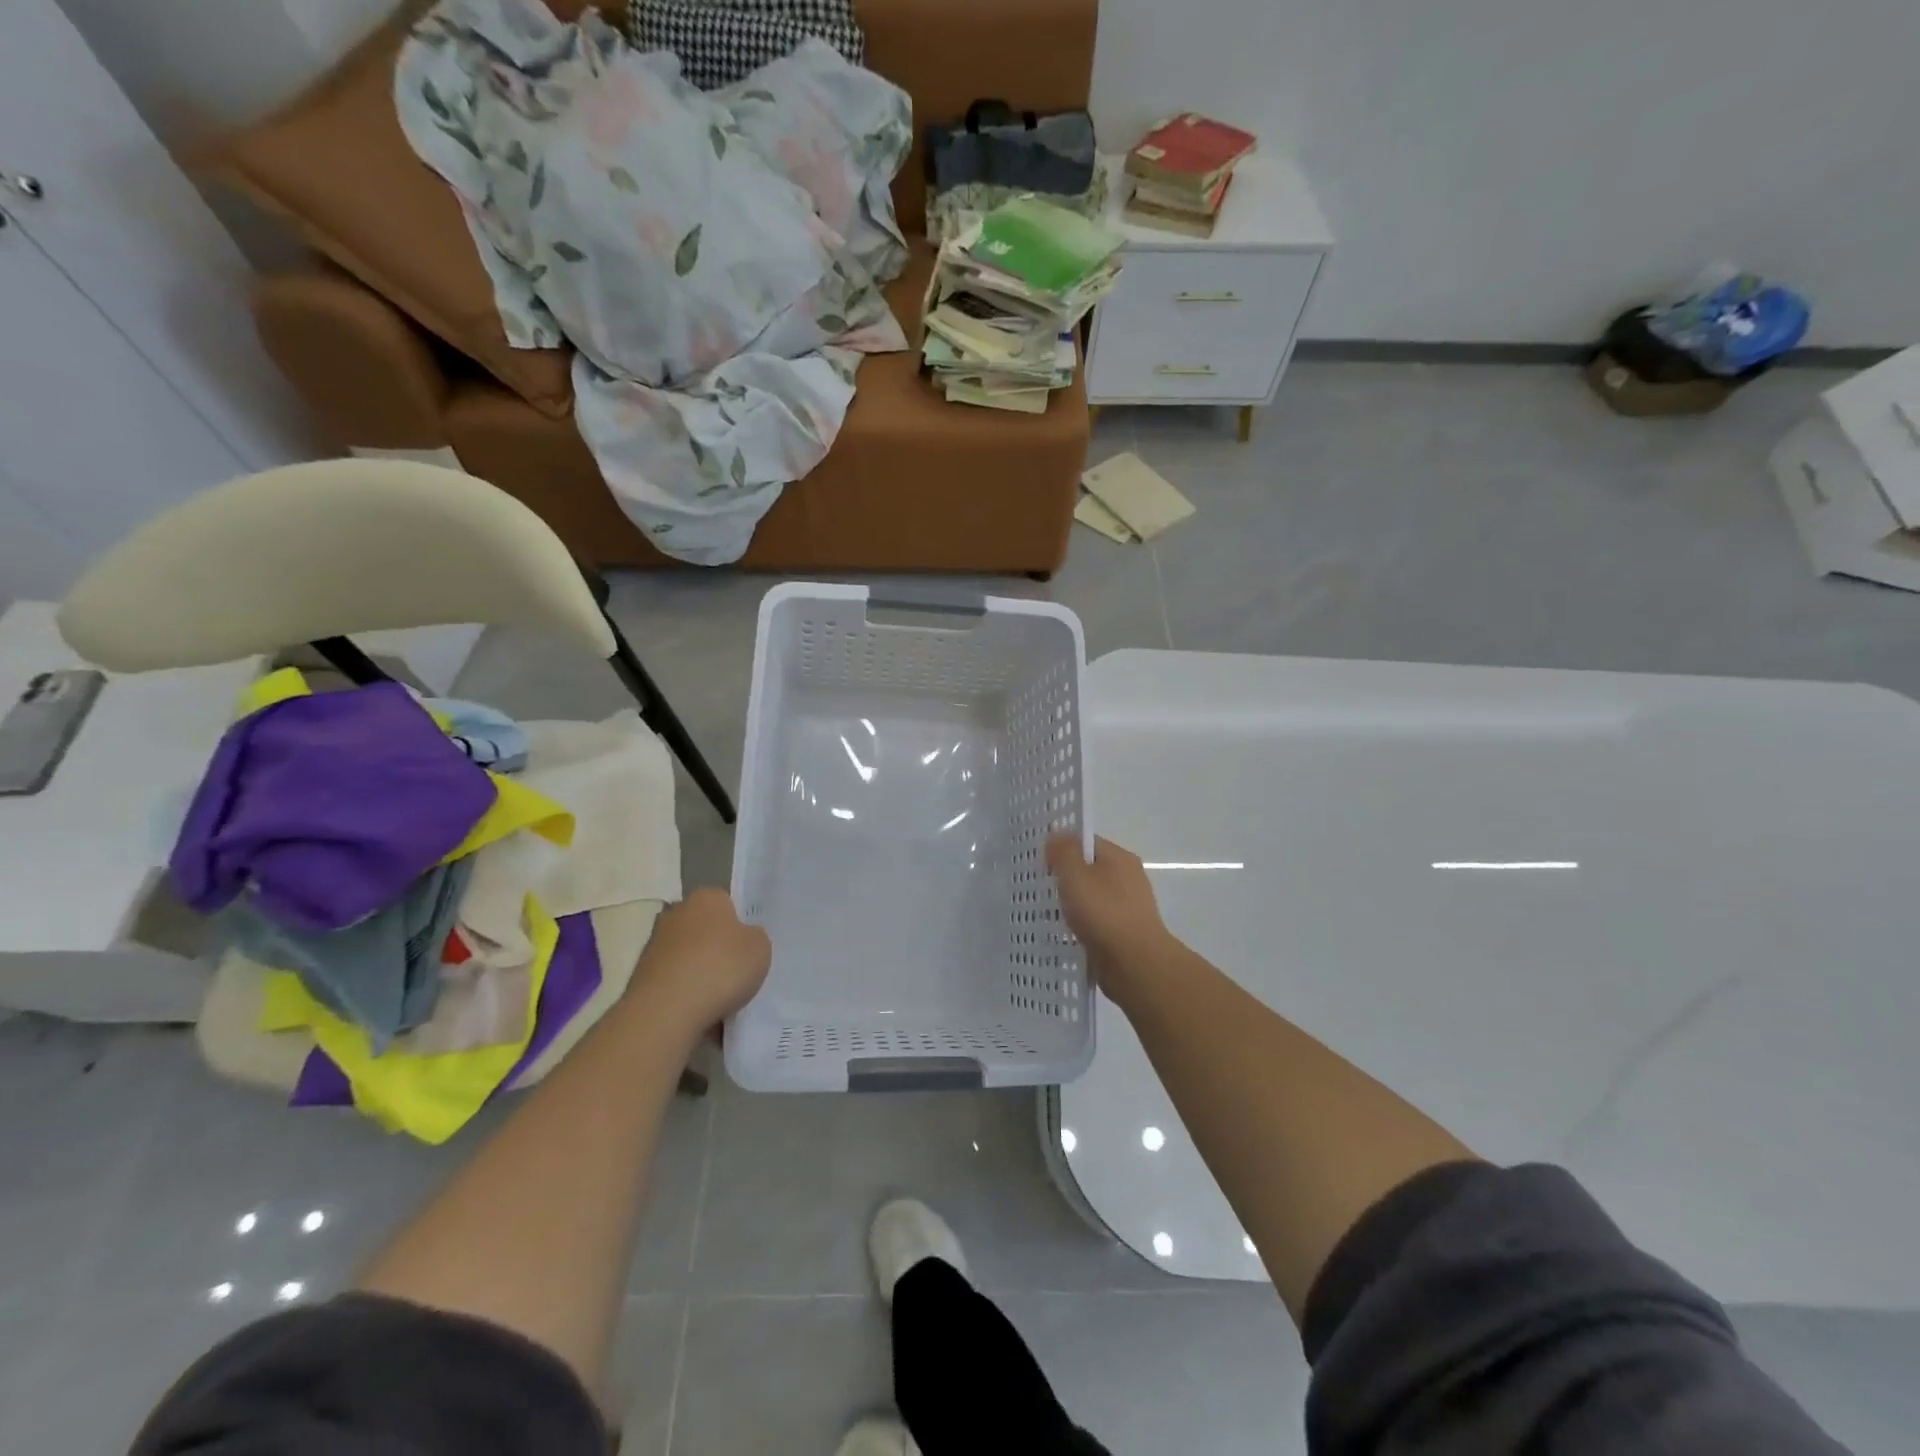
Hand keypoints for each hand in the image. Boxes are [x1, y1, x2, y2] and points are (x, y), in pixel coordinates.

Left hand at [628, 888, 770, 1036]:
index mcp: (706, 897)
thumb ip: (754, 937)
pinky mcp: (641, 976)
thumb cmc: (720, 968)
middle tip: (737, 972)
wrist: (666, 1012)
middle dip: (717, 947)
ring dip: (700, 972)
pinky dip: (685, 994)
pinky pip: (674, 982)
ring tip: (720, 1000)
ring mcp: (654, 945)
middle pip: (705, 929)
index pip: (728, 903)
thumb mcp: (760, 948)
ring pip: (688, 957)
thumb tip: (744, 938)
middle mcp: (676, 913)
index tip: (749, 947)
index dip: (740, 924)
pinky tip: (699, 1013)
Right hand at [1046, 834, 1173, 1001]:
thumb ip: (1063, 852)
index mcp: (1120, 858)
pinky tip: (1064, 934)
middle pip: (1089, 869)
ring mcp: (1128, 907)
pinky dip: (1081, 925)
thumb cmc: (1104, 913)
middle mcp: (1128, 878)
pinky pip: (1096, 922)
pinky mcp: (1124, 933)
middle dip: (1065, 877)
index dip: (1062, 846)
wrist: (1135, 965)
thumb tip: (1057, 835)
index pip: (1086, 842)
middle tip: (1039, 885)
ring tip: (1046, 912)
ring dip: (1072, 903)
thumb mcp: (1076, 875)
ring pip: (1091, 898)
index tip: (1039, 860)